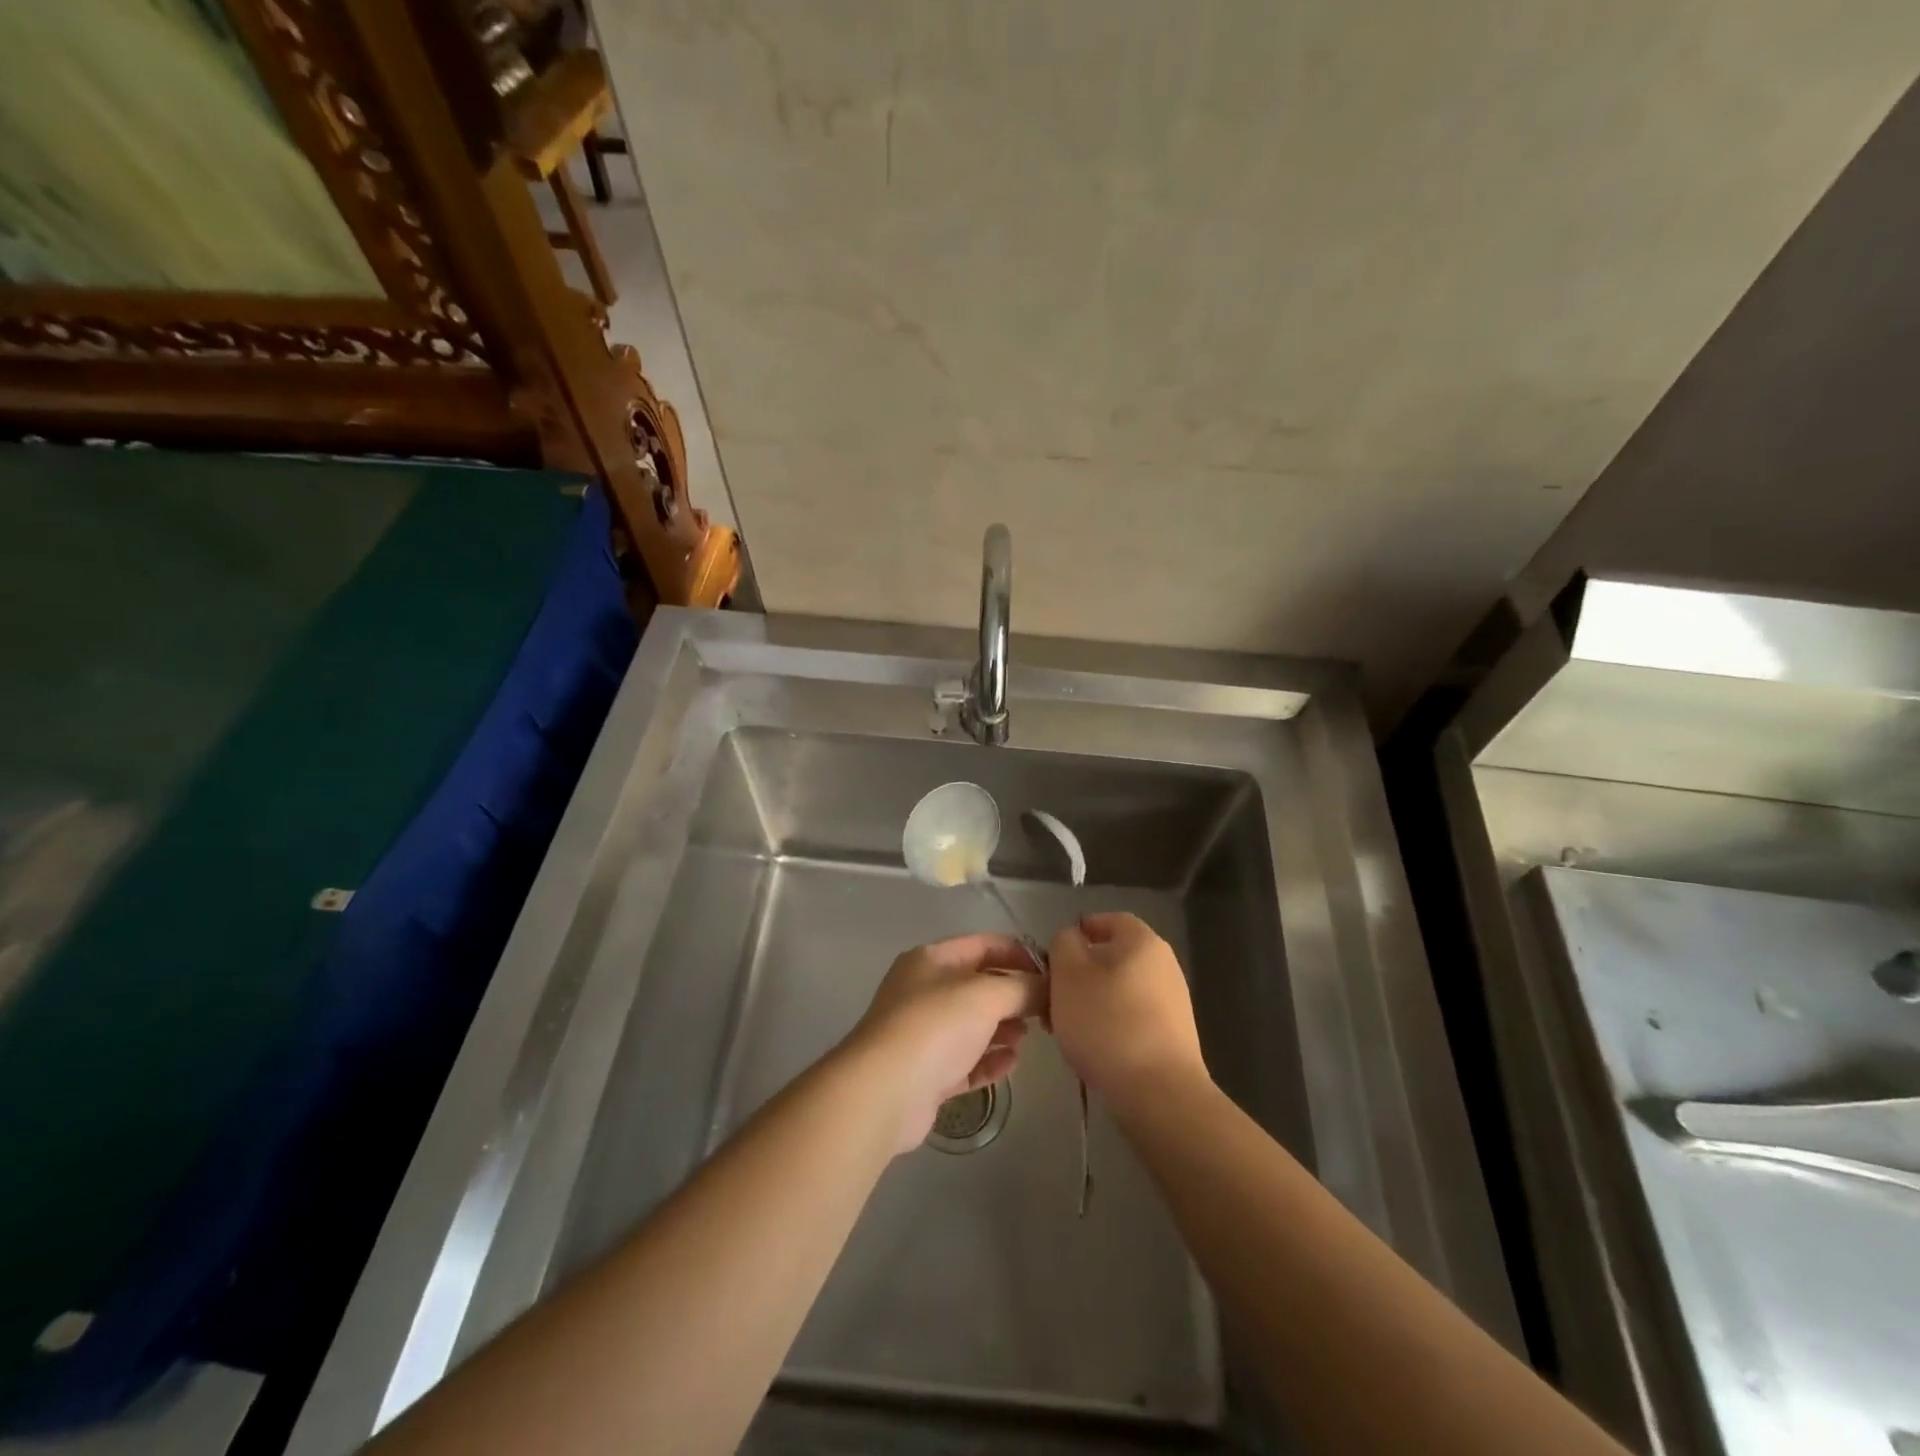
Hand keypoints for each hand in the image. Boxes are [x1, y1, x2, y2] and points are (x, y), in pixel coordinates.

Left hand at [844, 933, 1046, 1154]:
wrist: (883, 1092)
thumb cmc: (935, 1027)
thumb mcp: (987, 995)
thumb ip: (1024, 987)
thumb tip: (1048, 988)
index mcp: (932, 960)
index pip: (984, 945)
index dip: (1020, 954)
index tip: (1053, 973)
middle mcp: (924, 991)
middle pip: (979, 986)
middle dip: (1013, 995)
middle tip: (1047, 1011)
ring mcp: (922, 1034)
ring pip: (972, 1025)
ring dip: (1003, 1029)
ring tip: (1026, 1037)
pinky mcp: (925, 1074)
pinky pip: (965, 1062)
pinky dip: (988, 1060)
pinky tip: (1011, 1063)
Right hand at [1046, 912, 1207, 1101]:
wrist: (1159, 1093)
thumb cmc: (1107, 1023)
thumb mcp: (1068, 974)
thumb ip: (1063, 945)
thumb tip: (1072, 939)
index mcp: (1143, 942)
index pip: (1111, 920)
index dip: (1081, 930)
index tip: (1055, 954)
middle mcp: (1164, 965)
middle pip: (1114, 958)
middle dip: (1080, 973)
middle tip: (1052, 996)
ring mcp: (1173, 1003)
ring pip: (1120, 990)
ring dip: (1091, 1002)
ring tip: (1065, 1028)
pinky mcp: (1173, 1037)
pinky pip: (1133, 1018)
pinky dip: (1110, 1025)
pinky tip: (1092, 1049)